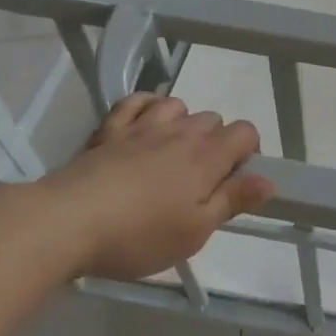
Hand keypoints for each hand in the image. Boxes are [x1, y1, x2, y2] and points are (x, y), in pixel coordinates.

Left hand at [38, 93, 271, 281]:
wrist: (66, 222)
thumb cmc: (138, 234)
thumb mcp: (194, 232)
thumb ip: (233, 201)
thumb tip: (269, 180)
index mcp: (207, 157)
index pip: (246, 132)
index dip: (248, 151)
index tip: (234, 180)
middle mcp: (182, 132)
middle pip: (213, 119)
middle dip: (214, 142)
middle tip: (198, 180)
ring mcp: (144, 126)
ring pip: (178, 105)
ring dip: (182, 122)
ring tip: (171, 152)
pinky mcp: (110, 129)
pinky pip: (137, 101)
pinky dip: (146, 106)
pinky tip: (143, 125)